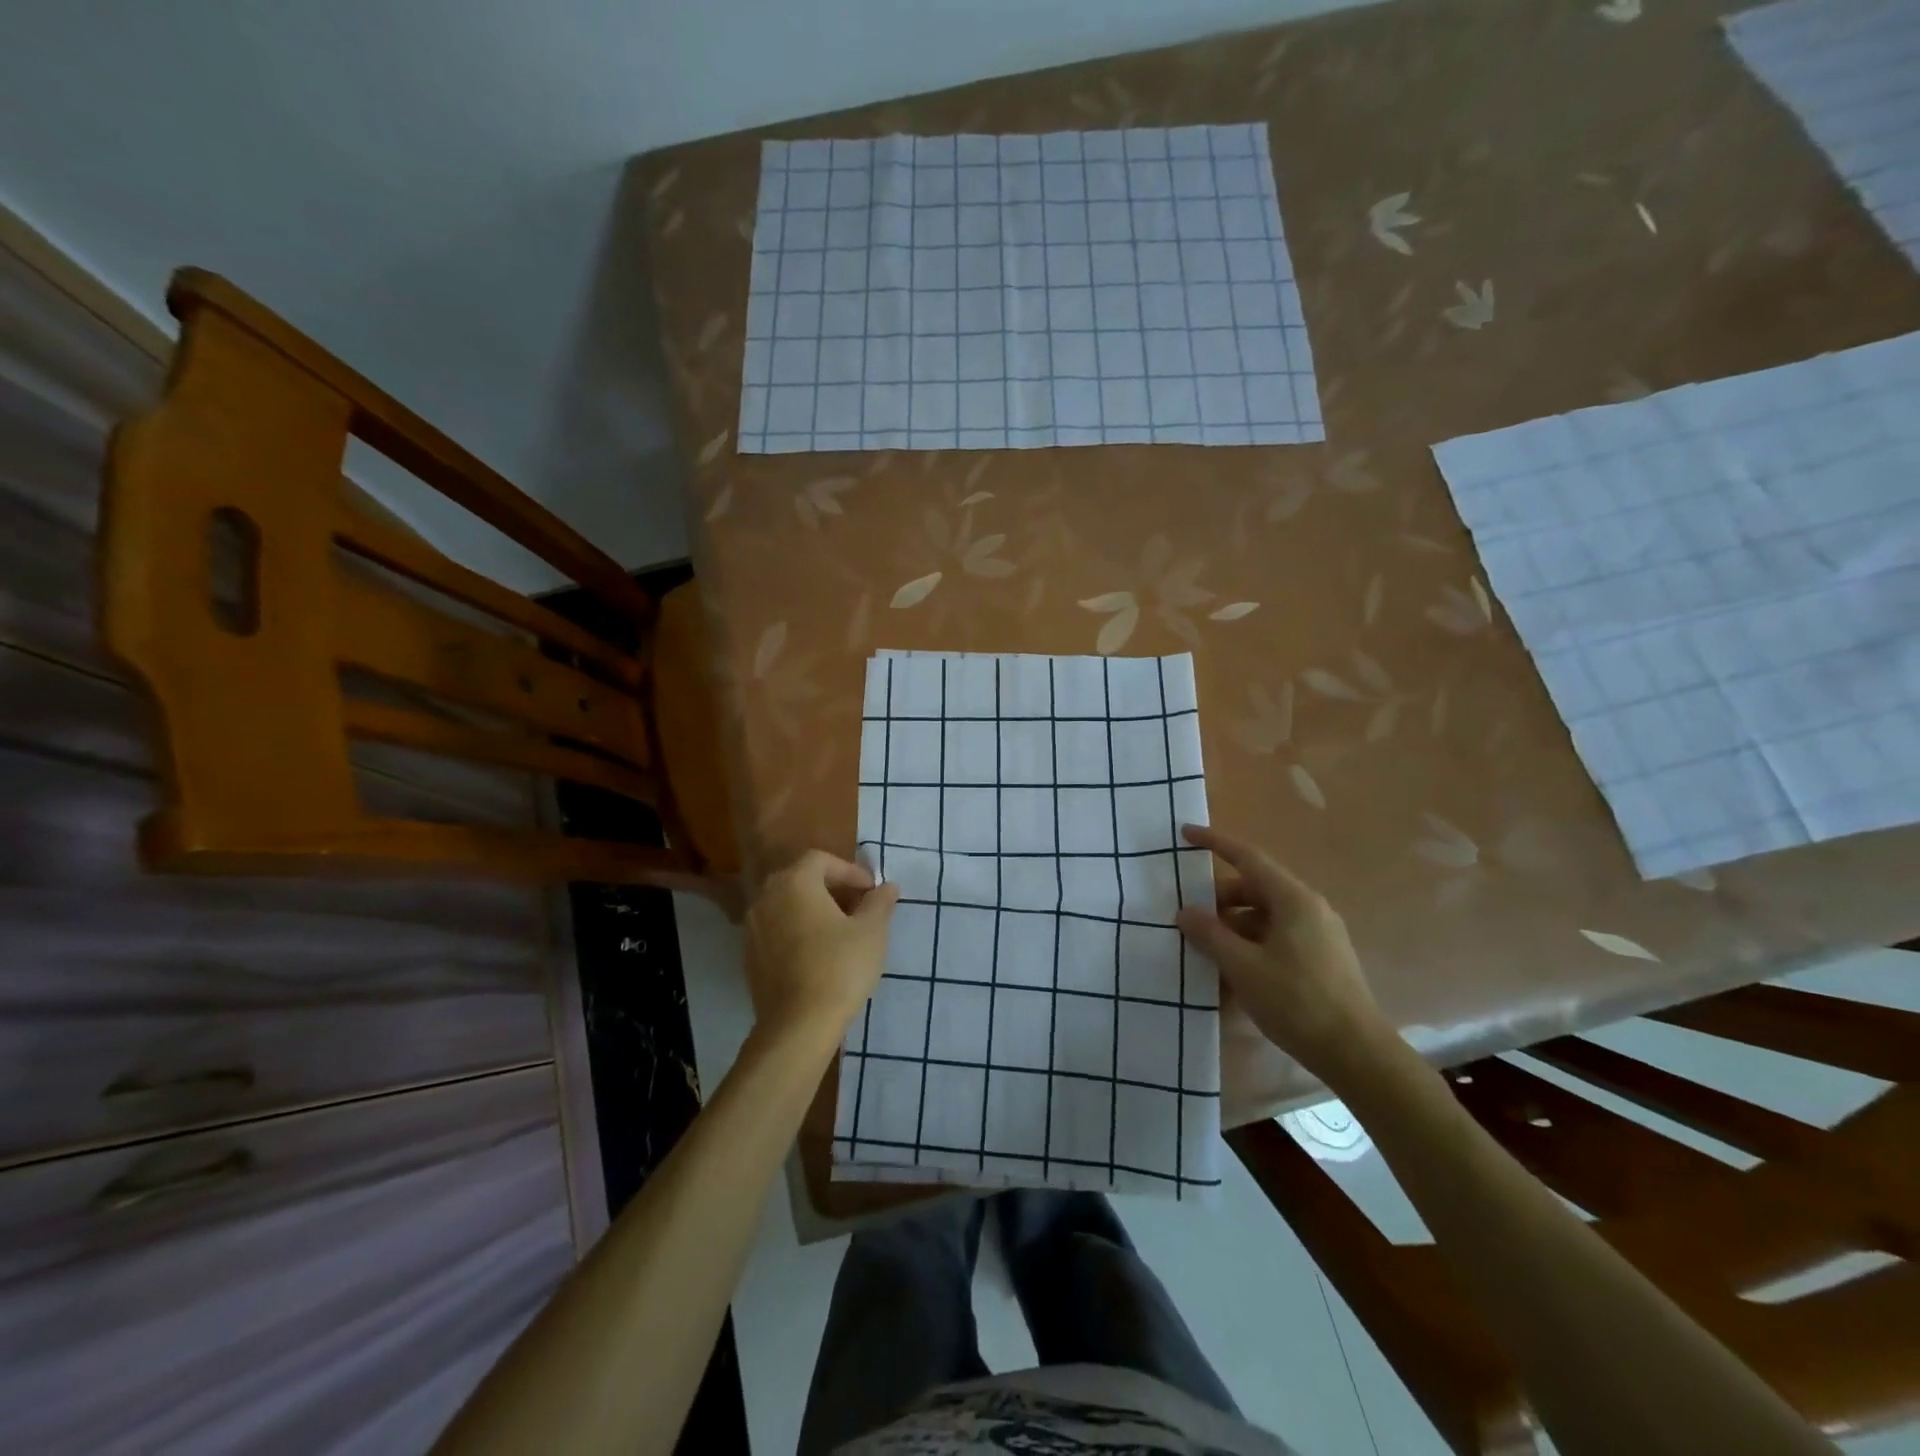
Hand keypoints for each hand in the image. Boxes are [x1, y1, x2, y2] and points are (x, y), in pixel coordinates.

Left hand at [744, 850, 899, 1044]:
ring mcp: (752, 928)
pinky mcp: (749, 957)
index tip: (871, 891)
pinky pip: (777, 930)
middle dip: (831, 888)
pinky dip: (798, 931)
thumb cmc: (839, 967)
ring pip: (787, 905)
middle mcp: (766, 898)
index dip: (849, 871)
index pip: (821, 860)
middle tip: (858, 906)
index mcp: (794, 883)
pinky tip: (819, 954)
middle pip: (800, 879)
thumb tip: (886, 888)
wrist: (798, 1025)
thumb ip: (879, 903)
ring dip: (813, 909)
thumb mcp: (871, 931)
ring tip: (841, 931)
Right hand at [1175, 825, 1389, 1084]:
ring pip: (1263, 916)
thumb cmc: (1297, 1001)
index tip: (1185, 834)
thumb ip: (1210, 934)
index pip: (1248, 858)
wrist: (1357, 1054)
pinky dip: (1249, 944)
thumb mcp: (1243, 967)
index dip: (1215, 843)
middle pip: (1254, 888)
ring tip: (1203, 948)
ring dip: (1231, 926)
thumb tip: (1185, 912)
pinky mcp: (1320, 958)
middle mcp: (1308, 908)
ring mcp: (1317, 934)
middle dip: (1217, 899)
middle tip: (1186, 916)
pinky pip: (1275, 937)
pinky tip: (1230, 970)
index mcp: (1293, 899)